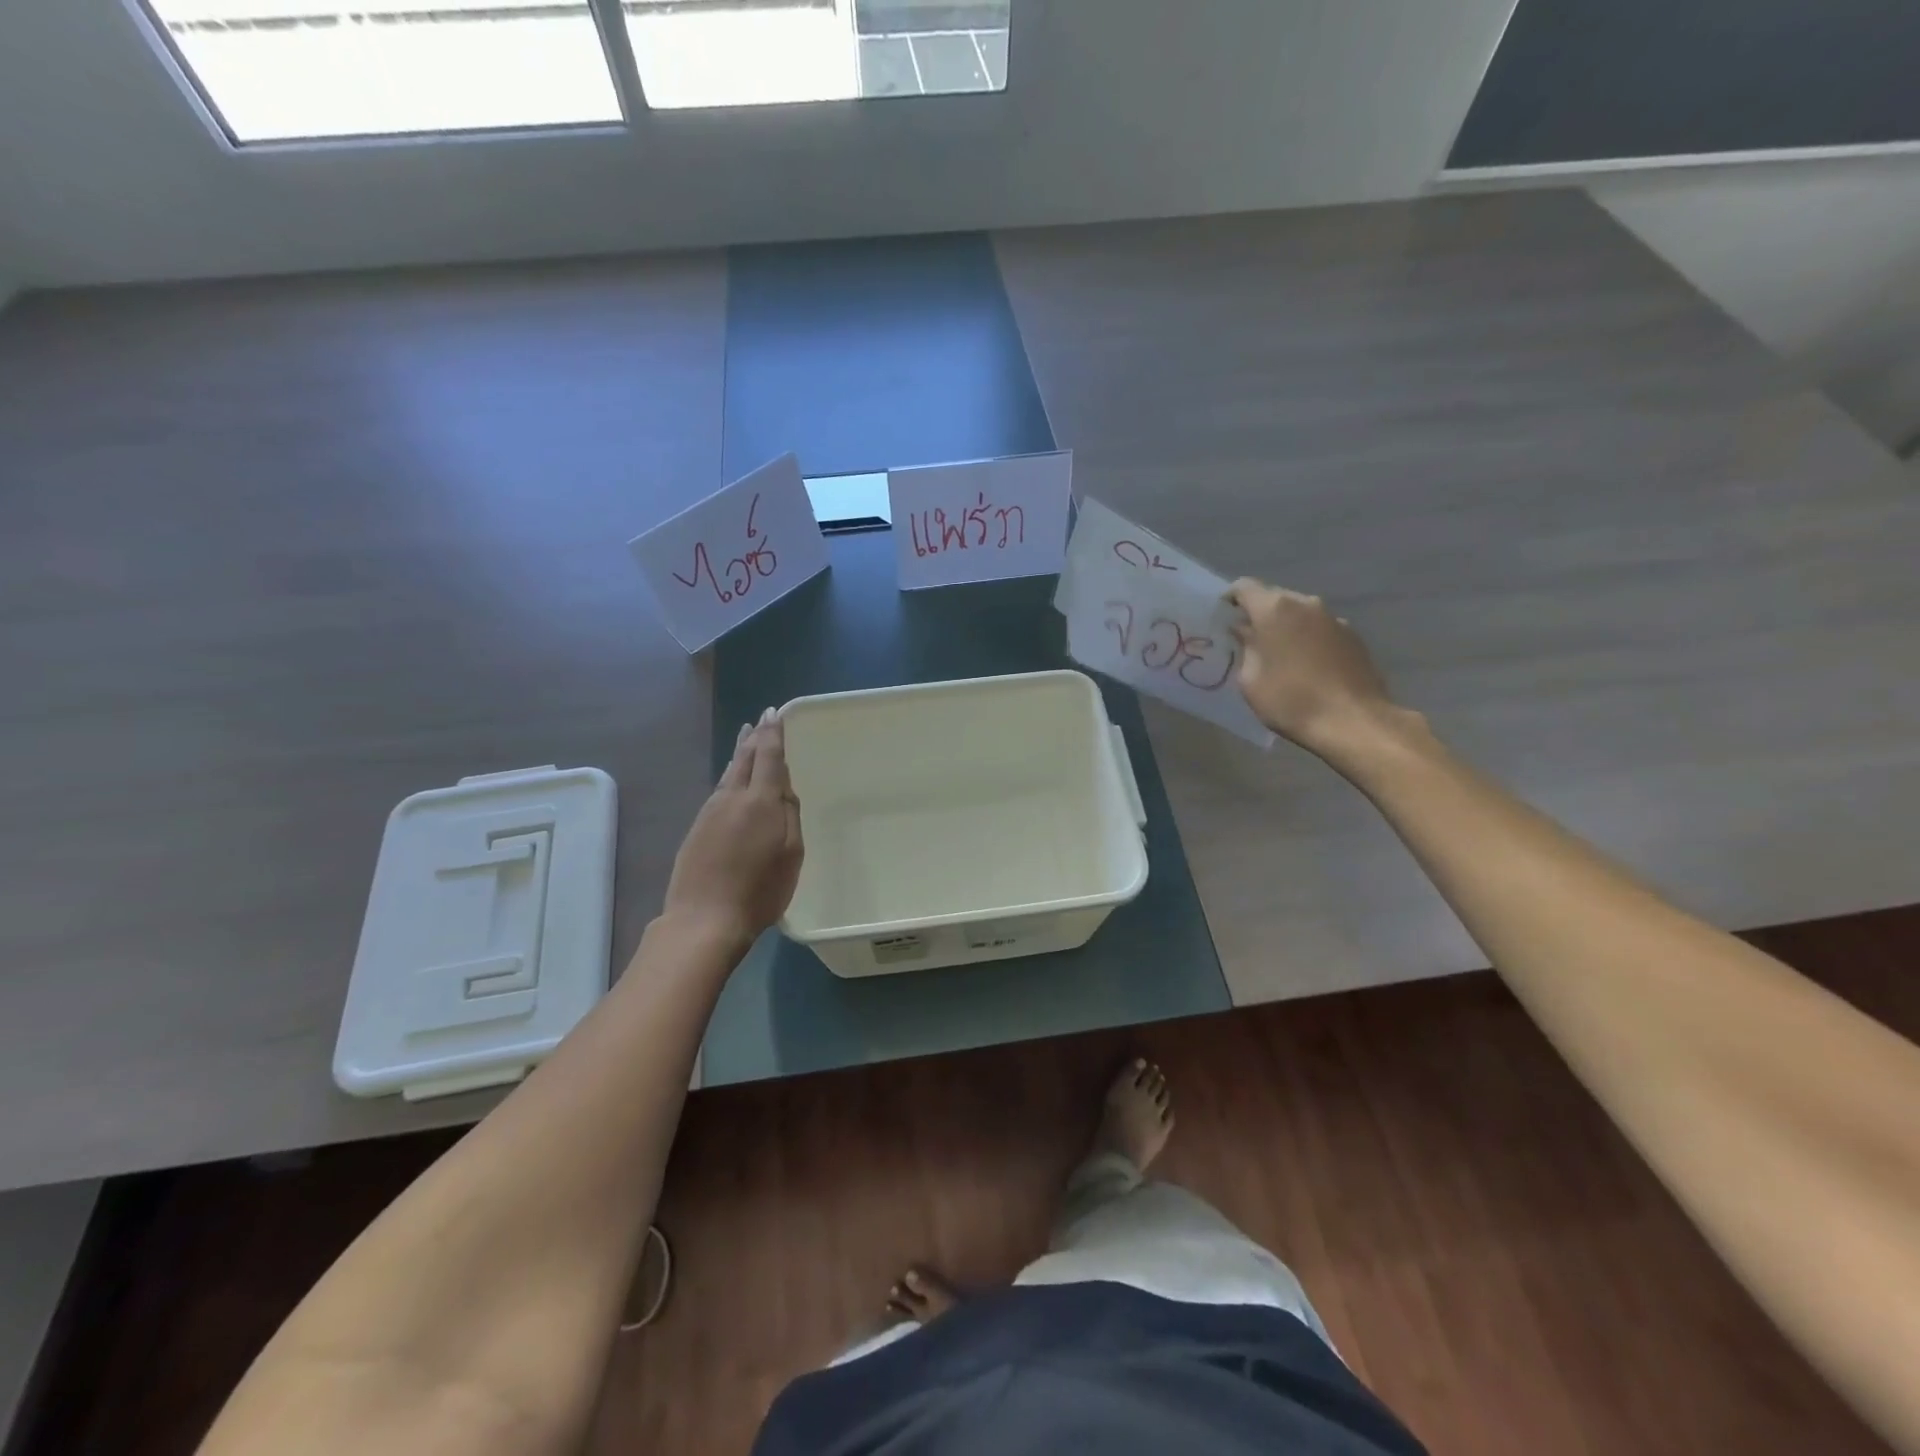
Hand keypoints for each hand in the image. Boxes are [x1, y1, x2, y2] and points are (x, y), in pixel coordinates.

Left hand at [661, 710, 803, 953]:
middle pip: (745, 759)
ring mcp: (710, 812)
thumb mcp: (791, 854)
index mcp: (761, 801)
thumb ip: (790, 816)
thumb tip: (784, 788)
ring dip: (740, 753)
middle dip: (755, 737)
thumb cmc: (760, 890)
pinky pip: (718, 790)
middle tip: (760, 719)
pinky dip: (729, 776)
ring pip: (729, 773)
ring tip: (746, 739)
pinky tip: (731, 779)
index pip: (769, 756)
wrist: (704, 919)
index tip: (775, 713)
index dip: (773, 734)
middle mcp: (732, 798)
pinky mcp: (697, 829)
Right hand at [1227, 579, 1405, 762]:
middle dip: (1258, 614)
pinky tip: (1305, 665)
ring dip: (1285, 626)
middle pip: (1274, 597)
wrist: (1353, 721)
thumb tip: (1245, 632)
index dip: (1229, 599)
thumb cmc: (1290, 700)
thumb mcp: (1250, 680)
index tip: (1222, 618)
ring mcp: (1334, 618)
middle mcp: (1306, 604)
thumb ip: (1245, 648)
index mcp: (1274, 609)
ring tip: (1277, 654)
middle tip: (1247, 639)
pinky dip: (1307, 638)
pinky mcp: (1353, 636)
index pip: (1244, 587)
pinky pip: (1320, 628)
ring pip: (1299, 613)